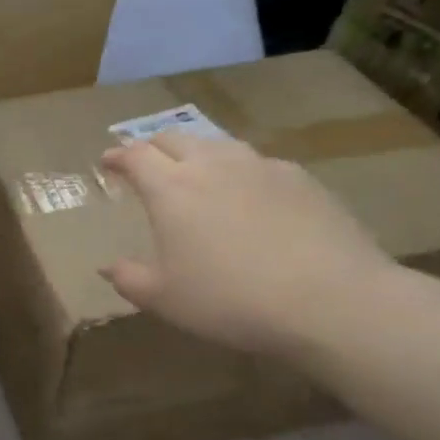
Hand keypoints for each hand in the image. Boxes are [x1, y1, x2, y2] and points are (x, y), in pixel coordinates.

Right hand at [99, 132, 397, 356]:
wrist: (332, 301)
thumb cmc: (231, 300)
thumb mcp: (165, 300)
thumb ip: (129, 279)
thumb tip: (107, 267)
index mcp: (171, 188)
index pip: (135, 155)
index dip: (117, 156)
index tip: (107, 162)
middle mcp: (212, 165)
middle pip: (174, 138)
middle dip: (153, 147)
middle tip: (146, 165)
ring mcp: (260, 167)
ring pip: (218, 145)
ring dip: (197, 153)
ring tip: (197, 174)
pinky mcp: (301, 179)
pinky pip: (258, 164)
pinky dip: (240, 171)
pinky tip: (250, 196)